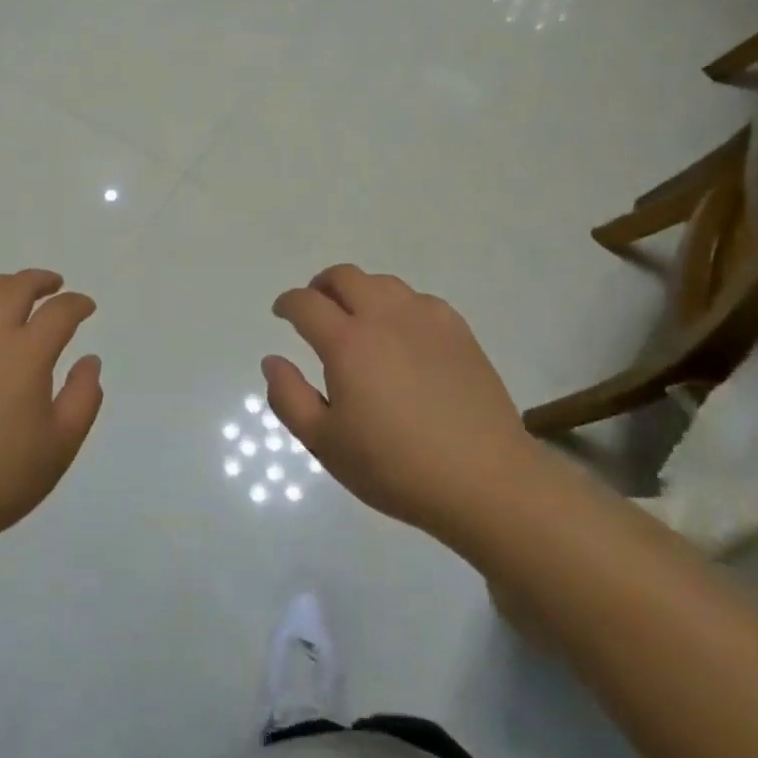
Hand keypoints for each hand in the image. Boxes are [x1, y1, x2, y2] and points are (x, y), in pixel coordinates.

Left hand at [0, 270, 102, 538]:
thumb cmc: (0, 474)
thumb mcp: (61, 445)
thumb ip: (84, 396)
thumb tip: (89, 360)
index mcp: (26, 352)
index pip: (60, 311)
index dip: (78, 304)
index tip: (86, 308)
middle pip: (17, 287)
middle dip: (41, 281)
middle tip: (53, 286)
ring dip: (2, 284)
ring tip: (11, 293)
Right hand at [263, 265, 536, 540]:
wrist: (484, 480)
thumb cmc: (395, 467)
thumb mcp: (325, 443)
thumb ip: (289, 398)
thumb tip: (273, 360)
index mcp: (347, 343)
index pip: (306, 303)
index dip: (287, 303)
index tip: (281, 313)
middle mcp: (384, 318)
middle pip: (345, 277)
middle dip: (321, 286)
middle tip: (316, 308)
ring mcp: (426, 320)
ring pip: (383, 283)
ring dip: (360, 292)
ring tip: (358, 319)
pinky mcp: (458, 331)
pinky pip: (419, 300)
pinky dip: (399, 306)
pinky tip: (403, 333)